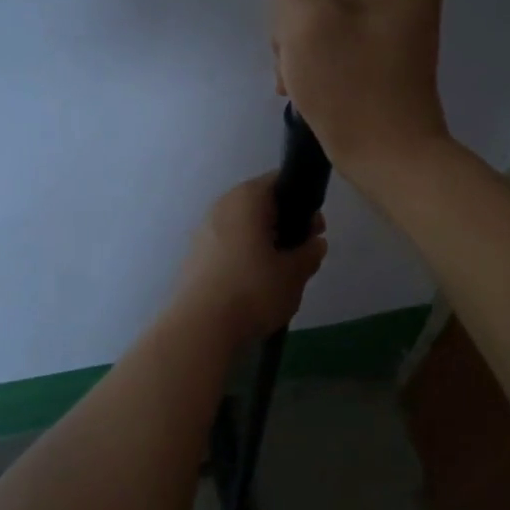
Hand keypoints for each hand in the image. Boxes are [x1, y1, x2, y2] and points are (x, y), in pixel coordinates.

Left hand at [171, 174, 327, 344]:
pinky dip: (244, 257)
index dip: (303, 203)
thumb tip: (315, 243)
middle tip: (302, 253)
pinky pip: (227, 247)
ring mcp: (203, 231)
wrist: (201, 326)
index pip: (279, 182)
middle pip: (260, 205)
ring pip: (243, 228)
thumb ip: (309, 253)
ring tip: (280, 273)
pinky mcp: (194, 257)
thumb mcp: (294, 273)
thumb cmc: (253, 290)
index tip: (315, 229)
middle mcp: (221, 206)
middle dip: (284, 225)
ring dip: (263, 243)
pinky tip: (254, 285)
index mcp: (246, 198)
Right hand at [256, 0, 451, 191]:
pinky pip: (335, 31)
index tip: (298, 26)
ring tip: (301, 78)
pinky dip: (314, 56)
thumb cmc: (351, 85)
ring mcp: (398, 10)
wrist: (388, 159)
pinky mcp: (385, 42)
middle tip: (299, 57)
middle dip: (296, 19)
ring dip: (299, 42)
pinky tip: (308, 84)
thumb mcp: (305, 14)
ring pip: (320, 7)